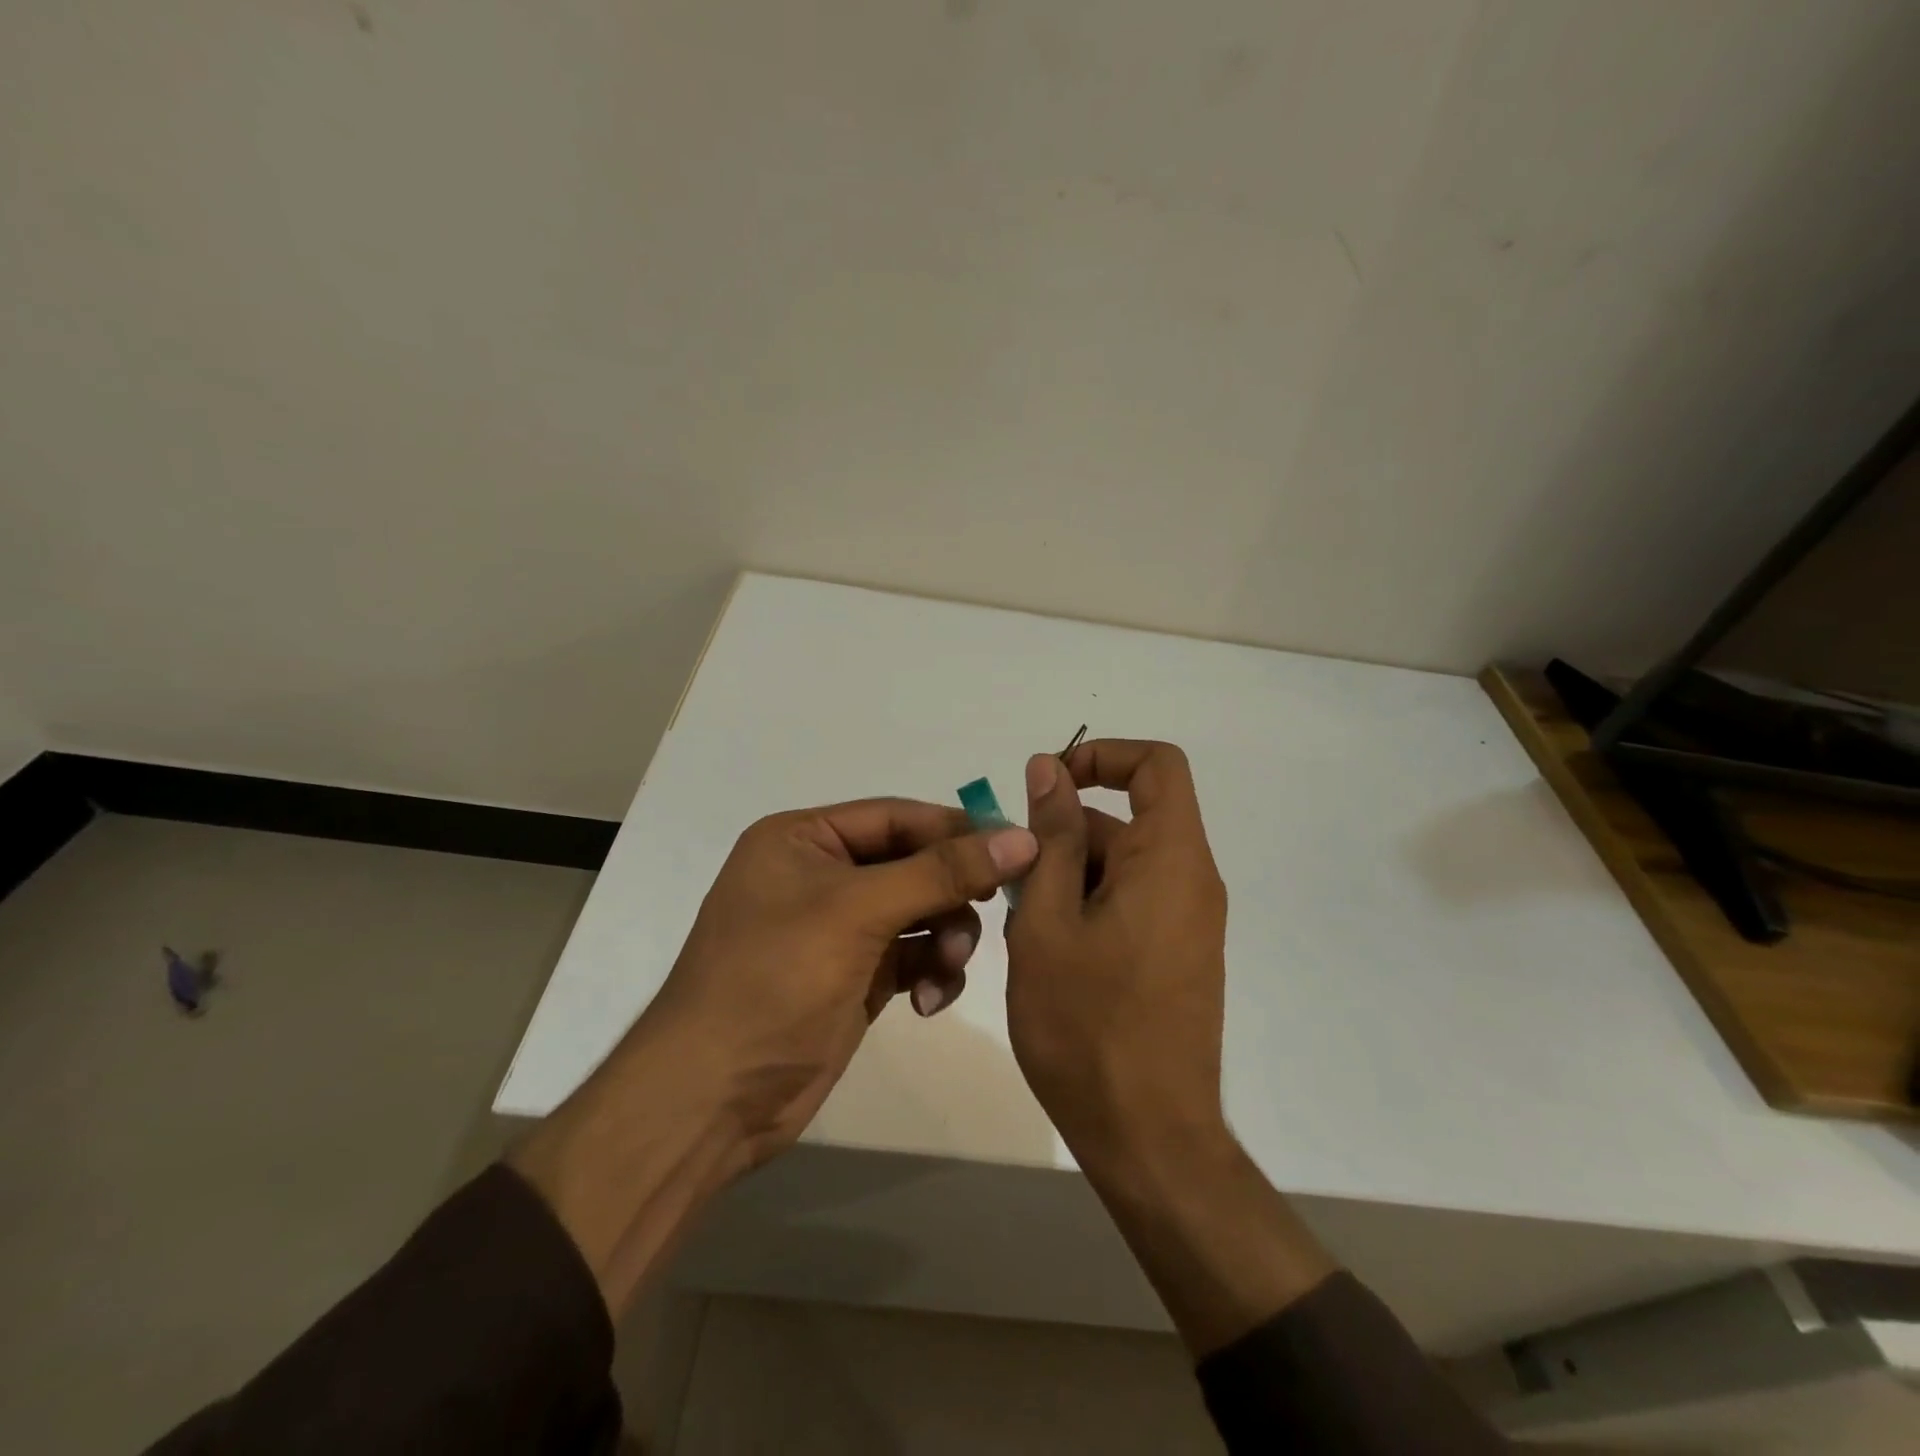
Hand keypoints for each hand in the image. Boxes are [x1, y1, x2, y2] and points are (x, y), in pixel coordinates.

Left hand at [643, 798, 1037, 1165]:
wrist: (713, 1098)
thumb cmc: (775, 980)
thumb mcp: (857, 912)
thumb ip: (942, 872)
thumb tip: (1023, 837)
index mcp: (803, 839)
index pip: (897, 816)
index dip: (957, 829)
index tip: (1019, 847)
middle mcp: (820, 875)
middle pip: (913, 864)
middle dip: (951, 892)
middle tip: (990, 912)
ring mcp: (838, 929)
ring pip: (920, 912)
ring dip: (945, 937)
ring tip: (947, 969)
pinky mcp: (854, 976)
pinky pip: (913, 955)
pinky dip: (930, 971)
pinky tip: (927, 1001)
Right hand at [1006, 740, 1230, 1173]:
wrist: (1149, 1137)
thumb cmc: (1087, 1025)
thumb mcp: (1048, 921)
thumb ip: (1049, 837)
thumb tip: (1048, 767)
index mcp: (1170, 859)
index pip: (1156, 765)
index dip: (1101, 756)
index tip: (1045, 786)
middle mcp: (1192, 880)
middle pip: (1126, 820)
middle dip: (1062, 835)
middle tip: (1010, 885)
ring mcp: (1188, 920)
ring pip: (1120, 864)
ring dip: (1066, 877)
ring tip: (1023, 929)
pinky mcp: (1177, 953)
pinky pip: (1131, 900)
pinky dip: (1086, 906)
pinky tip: (1048, 952)